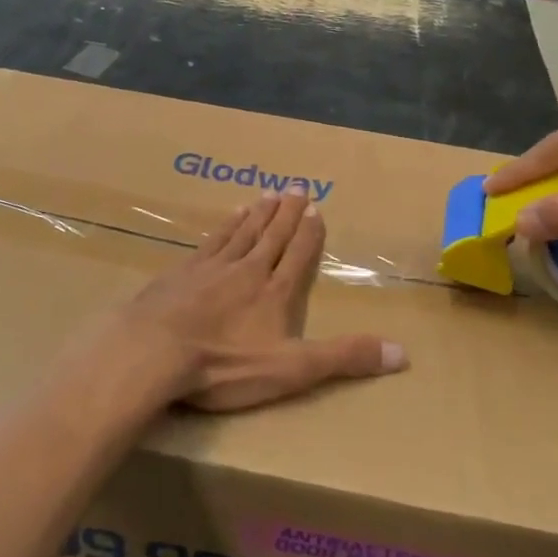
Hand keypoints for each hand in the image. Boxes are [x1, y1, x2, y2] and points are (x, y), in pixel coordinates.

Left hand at [103, 191, 406, 412]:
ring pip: (242, 232)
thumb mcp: (292, 370)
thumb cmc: (224, 365)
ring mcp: (211, 268)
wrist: (153, 351)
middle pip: (272, 235)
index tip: (316, 208)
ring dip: (259, 213)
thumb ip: (344, 358)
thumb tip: (404, 353)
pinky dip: (225, 225)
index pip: (298, 254)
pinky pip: (212, 240)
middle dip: (287, 213)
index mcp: (274, 292)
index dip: (309, 232)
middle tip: (297, 186)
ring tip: (269, 194)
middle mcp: (247, 270)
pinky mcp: (181, 272)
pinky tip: (229, 216)